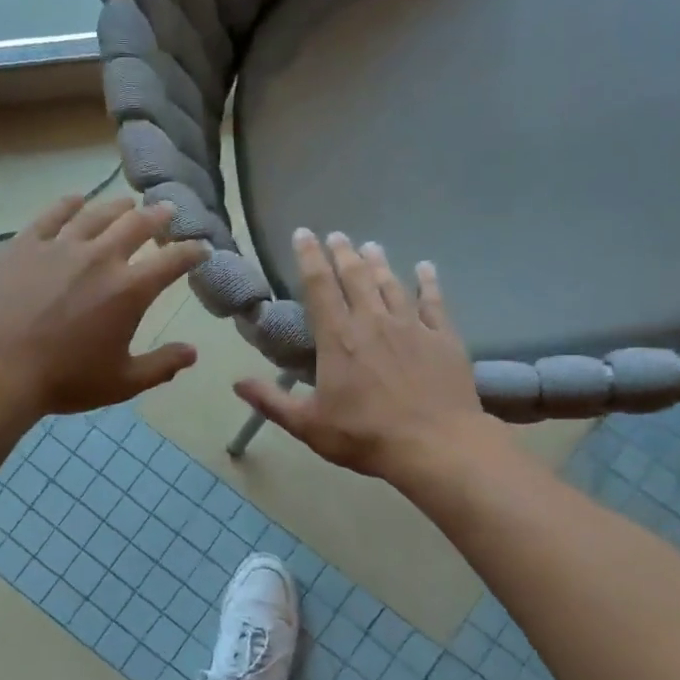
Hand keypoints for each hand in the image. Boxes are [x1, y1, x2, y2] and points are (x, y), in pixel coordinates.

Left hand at [0, 194, 206, 417]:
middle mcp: (101, 257)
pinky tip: (76, 200)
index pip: (172, 261)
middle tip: (166, 210)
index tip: (201, 247)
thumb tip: (193, 353)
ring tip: (127, 202)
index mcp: (129, 290)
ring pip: (97, 214)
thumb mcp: (122, 382)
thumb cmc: (64, 379)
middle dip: (157, 216)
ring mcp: (61, 246)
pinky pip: (52, 215)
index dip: (191, 252)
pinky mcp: (26, 243)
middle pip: (137, 224)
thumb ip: (161, 366)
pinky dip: (69, 204)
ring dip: (118, 206)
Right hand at [234, 230, 490, 486]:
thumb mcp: (309, 425)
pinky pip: (434, 301)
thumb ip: (272, 402)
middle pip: (355, 276)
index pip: (319, 286)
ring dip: (379, 263)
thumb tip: (236, 382)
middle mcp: (373, 321)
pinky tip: (426, 268)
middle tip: (337, 235)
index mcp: (338, 338)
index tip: (304, 234)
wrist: (436, 445)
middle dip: (343, 252)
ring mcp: (411, 326)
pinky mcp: (443, 337)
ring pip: (391, 284)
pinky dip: (428, 282)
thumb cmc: (366, 435)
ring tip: (371, 246)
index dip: (309, 257)